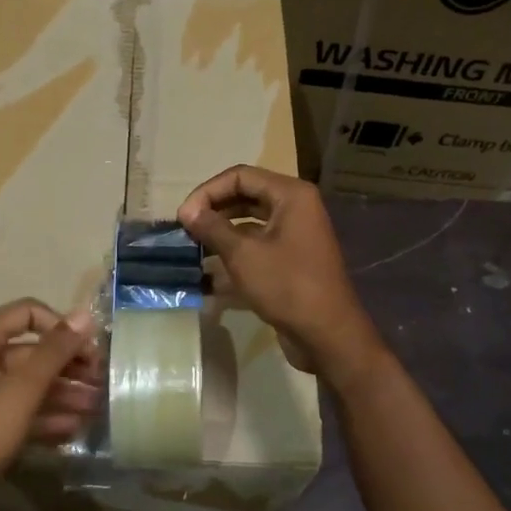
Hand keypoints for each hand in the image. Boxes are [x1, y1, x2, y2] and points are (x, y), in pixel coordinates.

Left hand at [0, 299, 98, 500]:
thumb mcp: (21, 390)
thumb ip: (55, 351)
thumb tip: (86, 314)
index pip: (29, 313)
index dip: (63, 328)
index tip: (91, 352)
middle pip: (31, 351)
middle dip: (68, 366)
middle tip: (103, 383)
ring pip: (27, 383)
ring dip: (62, 393)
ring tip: (96, 407)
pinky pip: (17, 408)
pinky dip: (43, 415)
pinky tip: (73, 428)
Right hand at [177, 166, 385, 381]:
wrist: (327, 334)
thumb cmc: (286, 286)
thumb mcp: (243, 254)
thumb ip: (213, 228)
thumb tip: (188, 211)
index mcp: (290, 195)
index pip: (240, 176)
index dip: (208, 191)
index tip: (183, 216)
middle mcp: (296, 208)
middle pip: (246, 196)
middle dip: (213, 210)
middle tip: (185, 229)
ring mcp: (295, 235)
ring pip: (250, 222)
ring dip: (221, 232)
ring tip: (193, 247)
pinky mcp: (291, 260)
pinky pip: (258, 246)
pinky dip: (234, 252)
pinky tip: (209, 271)